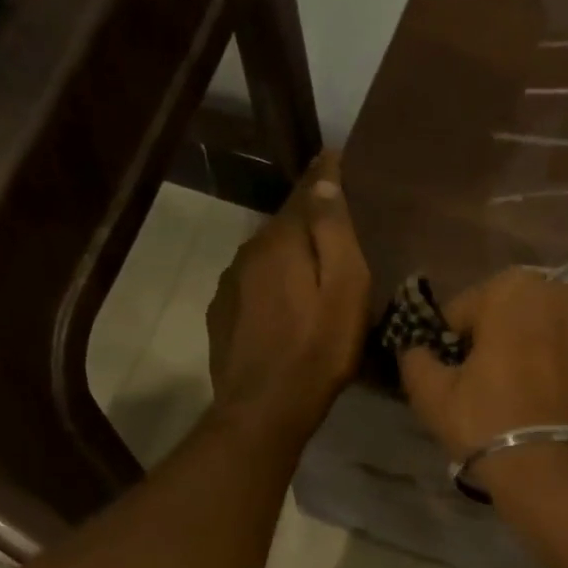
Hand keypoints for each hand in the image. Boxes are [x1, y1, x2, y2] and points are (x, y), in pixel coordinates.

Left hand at [206, 150, 371, 439]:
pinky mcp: (222, 315)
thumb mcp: (345, 289)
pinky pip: (252, 285)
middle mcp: (248, 253)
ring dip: (288, 256)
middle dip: (308, 220)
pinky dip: (271, 285)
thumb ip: (335, 231)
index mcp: (280, 241)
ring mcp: (229, 285)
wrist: (263, 410)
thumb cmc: (317, 350)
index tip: (336, 158)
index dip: (324, 177)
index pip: (304, 192)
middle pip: (284, 225)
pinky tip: (284, 306)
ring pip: (266, 257)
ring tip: (312, 270)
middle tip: (336, 226)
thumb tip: (325, 176)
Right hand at [396, 267, 567, 463]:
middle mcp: (562, 297)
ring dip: (534, 357)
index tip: (448, 374)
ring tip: (521, 403)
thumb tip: (416, 351)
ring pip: (550, 339)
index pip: (463, 310)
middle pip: (512, 318)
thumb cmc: (488, 423)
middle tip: (482, 387)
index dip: (449, 343)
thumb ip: (415, 360)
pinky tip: (556, 413)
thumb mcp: (431, 395)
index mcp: (513, 290)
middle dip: (496, 343)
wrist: (561, 475)